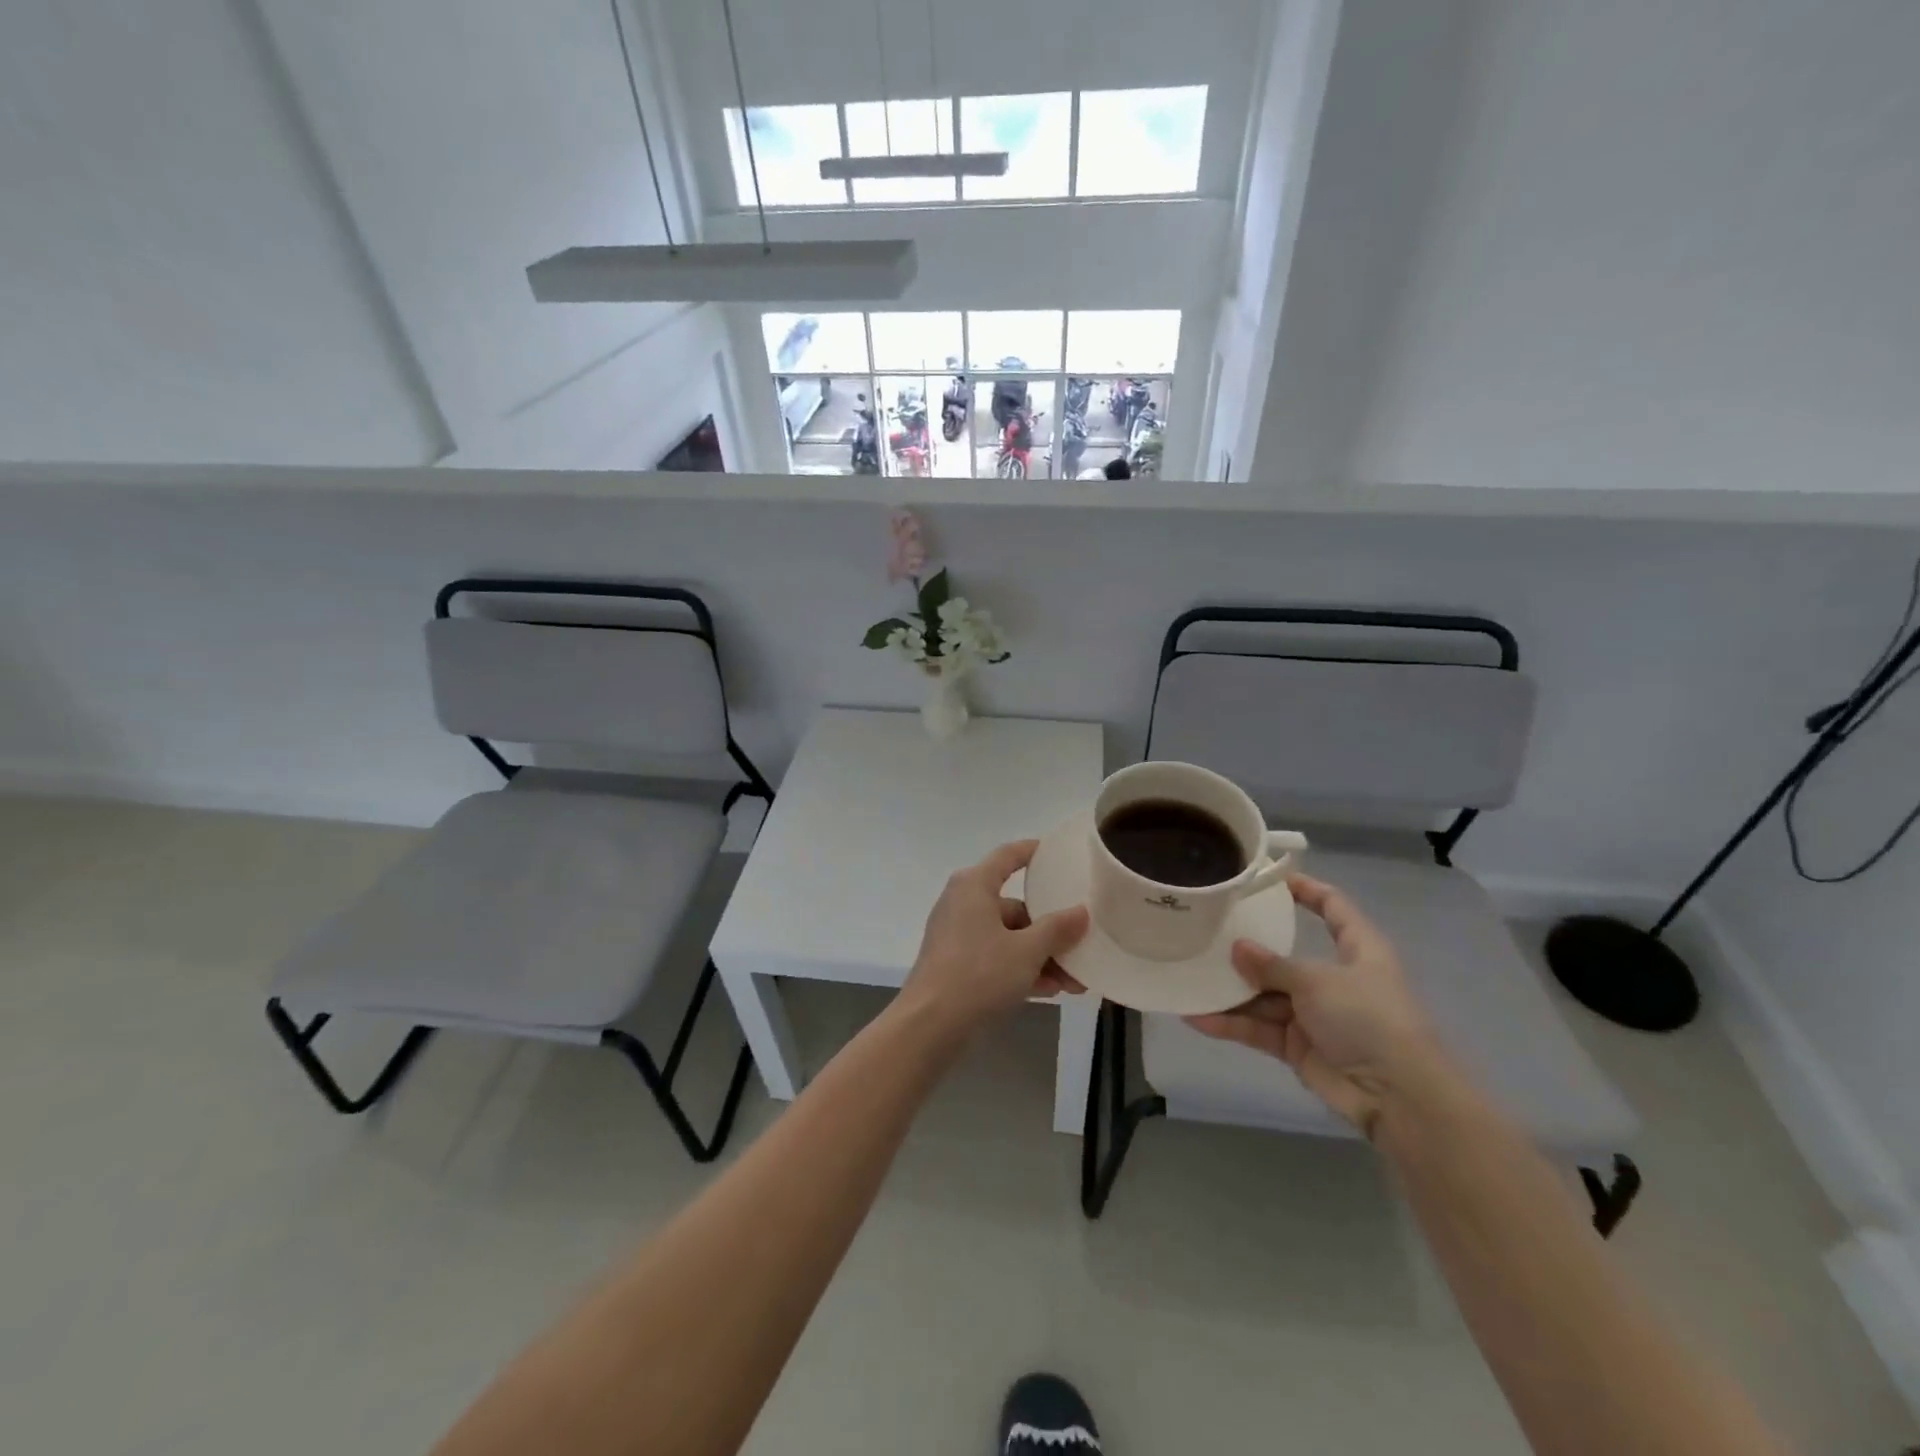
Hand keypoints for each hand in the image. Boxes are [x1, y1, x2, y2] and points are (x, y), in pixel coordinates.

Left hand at [900, 840, 1089, 1034]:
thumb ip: (1057, 929)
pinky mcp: (955, 964)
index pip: (1008, 856)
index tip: (1059, 854)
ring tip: (1075, 982)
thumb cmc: (979, 974)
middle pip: (1015, 906)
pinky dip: (1021, 969)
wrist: (929, 1026)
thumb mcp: (1027, 951)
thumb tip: (1081, 912)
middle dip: (1051, 930)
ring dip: (1041, 956)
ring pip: (1009, 937)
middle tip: (1082, 945)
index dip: (1034, 852)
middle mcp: (963, 902)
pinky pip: (996, 957)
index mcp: (974, 885)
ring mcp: (957, 934)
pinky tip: (1050, 990)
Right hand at [1184, 873, 1442, 1137]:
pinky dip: (1231, 1023)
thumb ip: (1272, 965)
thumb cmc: (1367, 1018)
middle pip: (1285, 955)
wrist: (1397, 1096)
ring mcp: (1315, 1014)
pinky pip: (1259, 1028)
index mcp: (1357, 950)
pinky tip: (1195, 1016)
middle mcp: (1335, 978)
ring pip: (1265, 995)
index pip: (1334, 908)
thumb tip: (1237, 948)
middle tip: (1207, 930)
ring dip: (1231, 990)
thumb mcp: (1317, 980)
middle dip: (1248, 948)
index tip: (1271, 878)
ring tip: (1189, 975)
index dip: (1307, 889)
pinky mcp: (1299, 1046)